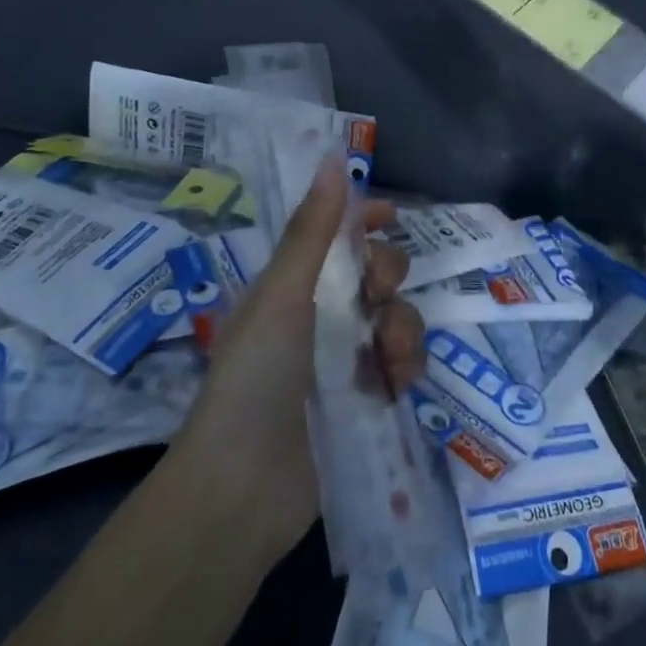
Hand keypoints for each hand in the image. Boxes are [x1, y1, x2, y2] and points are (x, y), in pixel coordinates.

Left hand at [174, 158, 426, 563]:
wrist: (241, 489)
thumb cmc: (255, 376)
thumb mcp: (283, 293)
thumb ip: (314, 228)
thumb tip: (333, 156)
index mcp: (295, 284)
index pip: (337, 234)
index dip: (365, 219)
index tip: (391, 215)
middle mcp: (321, 315)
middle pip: (376, 273)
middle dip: (388, 274)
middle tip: (378, 294)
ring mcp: (344, 360)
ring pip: (396, 317)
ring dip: (403, 326)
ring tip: (387, 355)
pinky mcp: (365, 401)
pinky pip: (402, 365)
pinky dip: (405, 367)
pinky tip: (393, 383)